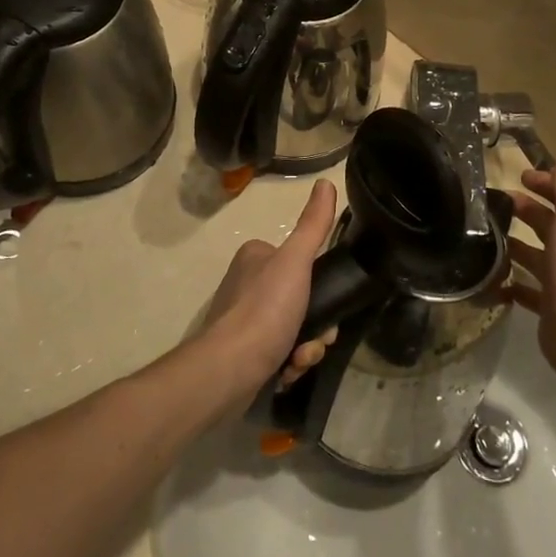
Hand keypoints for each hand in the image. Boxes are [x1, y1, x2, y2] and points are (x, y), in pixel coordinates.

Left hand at [202, 180, 339, 407]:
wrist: (228, 370)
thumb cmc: (264, 310)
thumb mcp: (295, 261)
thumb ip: (313, 225)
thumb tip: (326, 182)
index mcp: (256, 257)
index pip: (300, 264)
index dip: (320, 287)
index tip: (328, 305)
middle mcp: (246, 284)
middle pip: (300, 301)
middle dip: (314, 327)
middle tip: (316, 341)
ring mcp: (242, 321)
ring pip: (293, 330)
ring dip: (305, 349)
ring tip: (298, 361)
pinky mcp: (241, 353)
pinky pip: (278, 354)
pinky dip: (288, 365)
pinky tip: (285, 374)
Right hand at [507, 143, 555, 388]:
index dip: (543, 183)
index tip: (517, 176)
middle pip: (546, 224)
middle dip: (524, 211)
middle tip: (490, 203)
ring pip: (534, 257)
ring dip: (514, 246)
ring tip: (482, 237)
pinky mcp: (548, 307)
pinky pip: (525, 291)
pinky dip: (509, 284)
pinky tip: (489, 279)